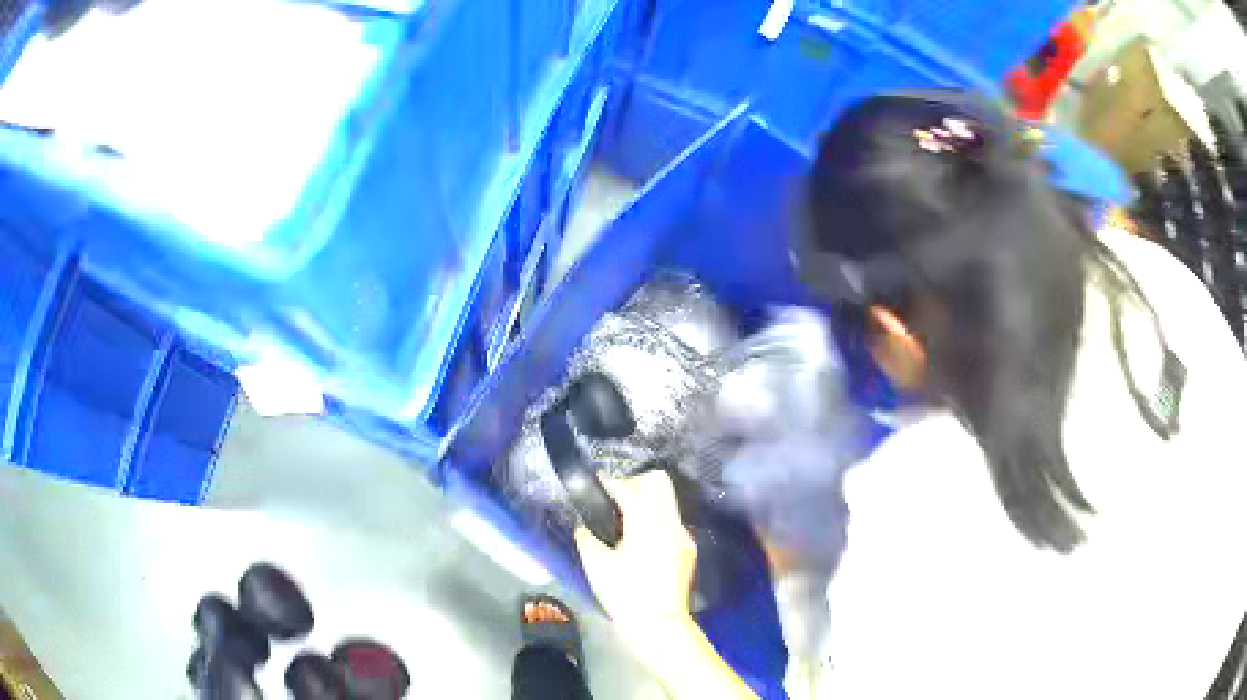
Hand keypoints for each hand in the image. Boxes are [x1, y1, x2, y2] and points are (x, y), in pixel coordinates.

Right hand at [575, 473, 757, 698]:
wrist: (659, 623)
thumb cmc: (625, 594)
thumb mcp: (597, 565)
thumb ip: (587, 538)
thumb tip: (583, 527)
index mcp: (647, 522)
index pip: (630, 489)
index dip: (611, 482)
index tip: (597, 483)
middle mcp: (670, 522)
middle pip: (658, 482)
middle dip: (636, 483)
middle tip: (614, 499)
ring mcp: (682, 535)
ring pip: (668, 501)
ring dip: (647, 501)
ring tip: (624, 520)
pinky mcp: (687, 549)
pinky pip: (671, 522)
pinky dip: (656, 520)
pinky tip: (640, 541)